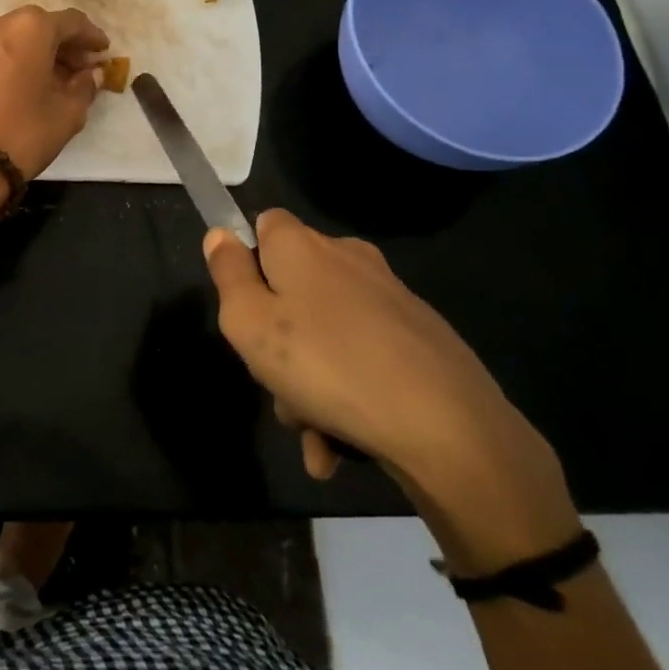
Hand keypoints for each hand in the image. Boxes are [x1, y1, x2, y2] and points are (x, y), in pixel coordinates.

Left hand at [0, 6, 108, 179]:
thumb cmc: (25, 131)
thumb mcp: (69, 112)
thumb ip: (85, 86)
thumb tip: (91, 74)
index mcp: (32, 28)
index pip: (71, 22)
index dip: (91, 36)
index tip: (104, 52)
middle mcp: (0, 25)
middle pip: (41, 26)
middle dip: (64, 44)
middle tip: (81, 68)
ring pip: (16, 38)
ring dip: (38, 52)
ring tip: (55, 79)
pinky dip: (15, 61)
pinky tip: (25, 86)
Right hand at [205, 210, 580, 573]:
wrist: (448, 427)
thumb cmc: (326, 364)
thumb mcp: (249, 323)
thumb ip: (228, 275)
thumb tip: (220, 235)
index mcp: (304, 246)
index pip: (265, 224)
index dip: (247, 262)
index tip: (246, 309)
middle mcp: (348, 258)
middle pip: (293, 287)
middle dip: (277, 338)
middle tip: (275, 385)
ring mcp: (390, 297)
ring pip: (326, 332)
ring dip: (309, 381)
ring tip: (314, 433)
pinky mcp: (420, 337)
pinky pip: (363, 358)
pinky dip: (347, 393)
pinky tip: (343, 445)